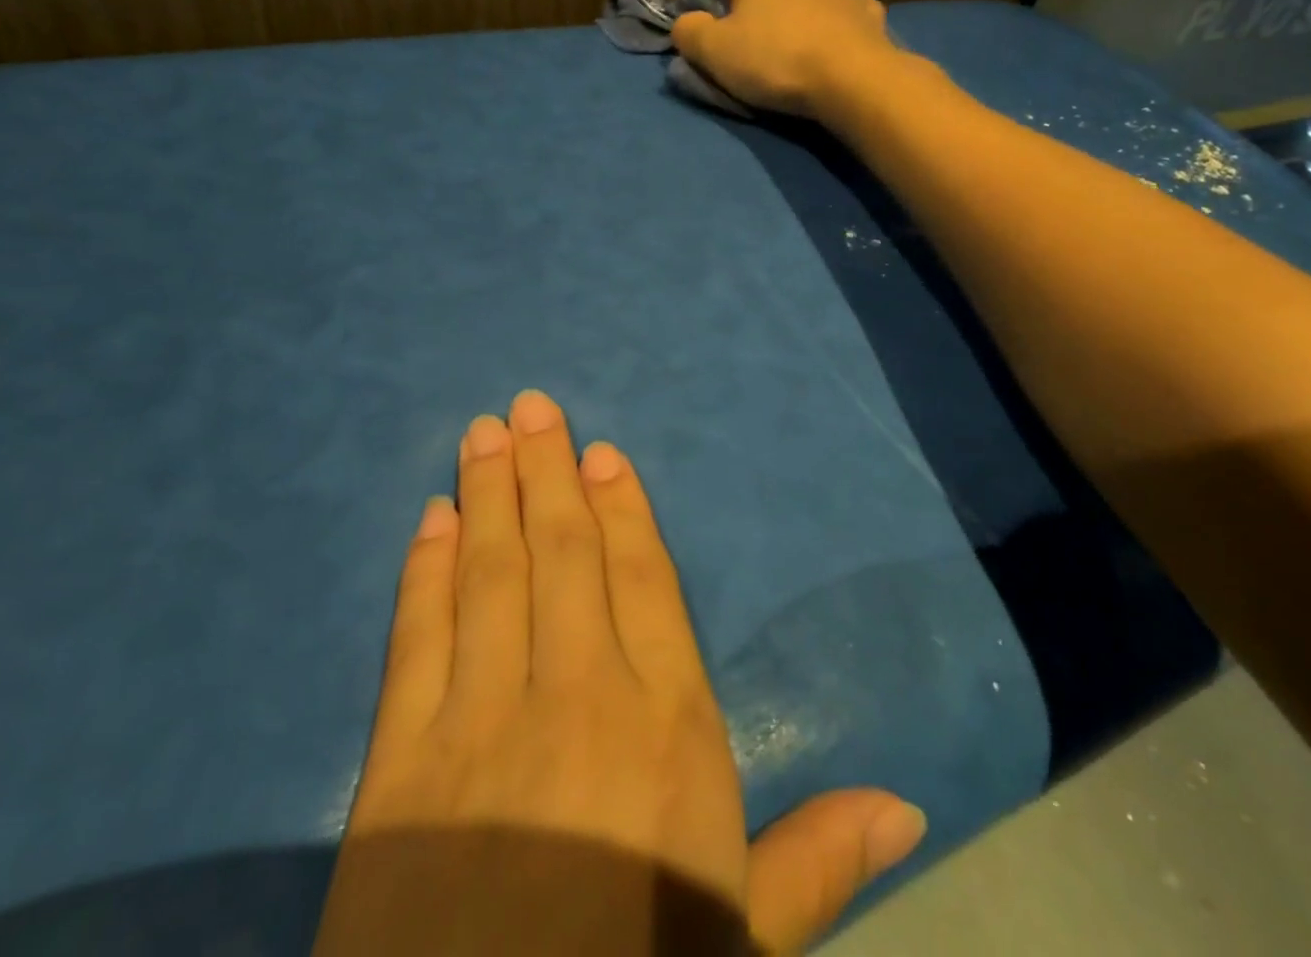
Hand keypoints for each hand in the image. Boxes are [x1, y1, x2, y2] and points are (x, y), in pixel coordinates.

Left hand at [314, 390, 925, 955]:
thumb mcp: (742, 942)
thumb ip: (817, 862)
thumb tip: (910, 805)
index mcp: (668, 730)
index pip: (644, 581)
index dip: (624, 511)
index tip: (604, 452)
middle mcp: (579, 696)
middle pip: (564, 553)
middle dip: (548, 472)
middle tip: (532, 406)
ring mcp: (483, 721)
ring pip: (492, 573)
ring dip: (489, 494)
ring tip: (484, 432)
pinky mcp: (400, 764)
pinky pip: (418, 638)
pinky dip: (425, 570)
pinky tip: (431, 518)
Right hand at [670, 0, 905, 117]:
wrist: (855, 77)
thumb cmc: (777, 61)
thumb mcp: (715, 53)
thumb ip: (690, 33)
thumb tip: (686, 21)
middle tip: (735, 13)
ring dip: (788, 1)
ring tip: (785, 29)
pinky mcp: (865, 11)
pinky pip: (839, 11)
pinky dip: (827, 21)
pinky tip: (829, 40)